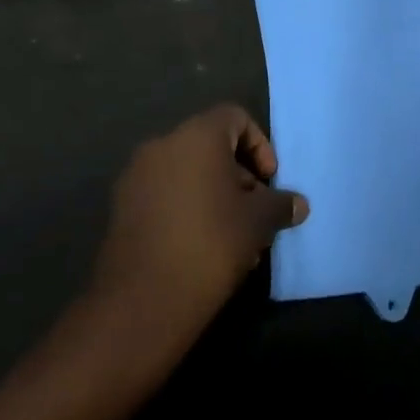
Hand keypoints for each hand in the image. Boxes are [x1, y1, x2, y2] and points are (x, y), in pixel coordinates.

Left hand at [90, 105, 308, 350]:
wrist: (141, 302)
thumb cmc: (210, 244)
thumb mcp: (258, 223)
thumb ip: (280, 205)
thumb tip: (298, 204)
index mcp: (196, 135)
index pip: (235, 117)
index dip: (259, 145)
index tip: (269, 180)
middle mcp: (162, 145)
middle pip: (211, 146)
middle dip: (239, 177)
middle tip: (256, 214)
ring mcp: (136, 177)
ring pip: (187, 174)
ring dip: (215, 196)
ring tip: (235, 239)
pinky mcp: (121, 209)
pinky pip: (164, 195)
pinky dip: (187, 210)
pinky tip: (203, 249)